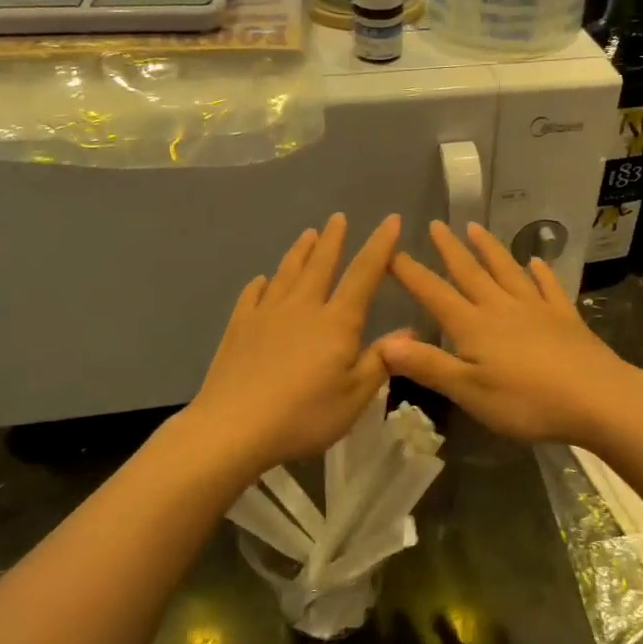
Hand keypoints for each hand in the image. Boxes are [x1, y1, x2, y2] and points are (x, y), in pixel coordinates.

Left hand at [185, 213, 400, 475]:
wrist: (234, 426)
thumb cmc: (304, 415)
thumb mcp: (354, 397)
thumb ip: (380, 360)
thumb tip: (408, 330)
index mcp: (336, 322)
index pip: (363, 274)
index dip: (380, 246)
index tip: (390, 220)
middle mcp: (302, 307)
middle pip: (320, 264)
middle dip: (333, 239)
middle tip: (338, 217)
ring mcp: (266, 314)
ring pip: (286, 273)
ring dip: (299, 252)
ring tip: (308, 235)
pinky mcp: (238, 327)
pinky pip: (252, 295)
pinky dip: (261, 284)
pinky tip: (262, 280)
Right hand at [381, 222, 642, 447]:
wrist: (598, 399)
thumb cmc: (526, 401)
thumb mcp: (468, 391)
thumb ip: (428, 365)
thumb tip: (385, 342)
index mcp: (473, 326)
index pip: (434, 294)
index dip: (410, 273)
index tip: (390, 251)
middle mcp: (501, 308)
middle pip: (470, 273)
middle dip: (449, 250)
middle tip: (435, 225)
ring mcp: (537, 309)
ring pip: (507, 272)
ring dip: (489, 249)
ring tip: (475, 228)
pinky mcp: (565, 318)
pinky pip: (548, 288)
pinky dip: (540, 273)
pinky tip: (536, 262)